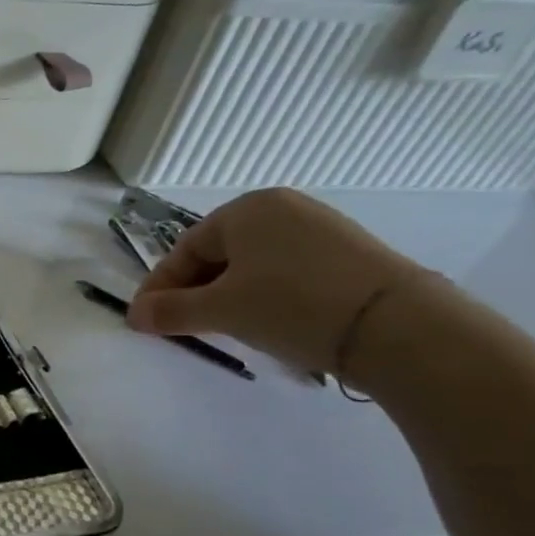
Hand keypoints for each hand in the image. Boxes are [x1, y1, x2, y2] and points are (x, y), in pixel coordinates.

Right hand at [127, 188, 425, 374]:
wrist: (400, 326)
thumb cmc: (292, 306)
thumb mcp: (222, 311)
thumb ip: (171, 311)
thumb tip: (134, 315)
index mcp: (246, 209)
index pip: (186, 249)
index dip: (161, 286)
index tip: (147, 320)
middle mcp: (283, 208)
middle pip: (220, 253)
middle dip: (196, 291)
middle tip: (185, 326)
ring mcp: (322, 228)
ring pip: (255, 264)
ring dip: (230, 295)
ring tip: (226, 327)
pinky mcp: (351, 253)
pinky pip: (288, 270)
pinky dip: (268, 294)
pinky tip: (272, 320)